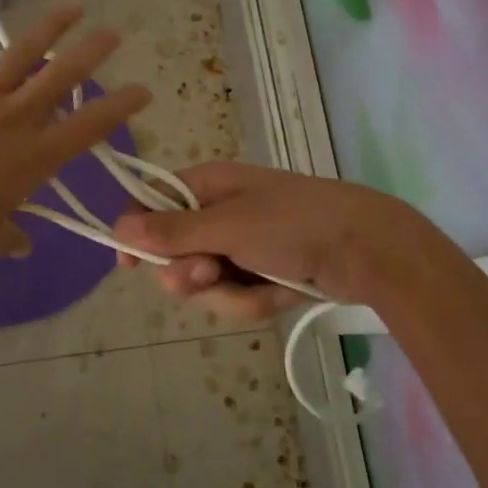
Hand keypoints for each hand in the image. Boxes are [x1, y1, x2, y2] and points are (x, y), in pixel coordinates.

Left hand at [0, 7, 149, 270]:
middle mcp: (15, 118)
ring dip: (48, 29)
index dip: (121, 106)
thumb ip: (11, 237)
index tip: (142, 91)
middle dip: (93, 51)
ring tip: (71, 7)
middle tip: (113, 33)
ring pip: (19, 54)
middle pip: (62, 75)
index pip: (90, 125)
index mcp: (35, 156)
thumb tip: (21, 243)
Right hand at [111, 162, 428, 319]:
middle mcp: (219, 214)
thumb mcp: (229, 226)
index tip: (128, 266)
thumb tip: (118, 227)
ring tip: (260, 288)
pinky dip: (255, 301)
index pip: (153, 203)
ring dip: (229, 294)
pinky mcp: (262, 274)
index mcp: (208, 186)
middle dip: (190, 274)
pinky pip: (236, 296)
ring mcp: (242, 246)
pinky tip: (280, 296)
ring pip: (206, 283)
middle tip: (207, 275)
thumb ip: (173, 231)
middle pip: (175, 252)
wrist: (368, 250)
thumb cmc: (294, 223)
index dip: (137, 232)